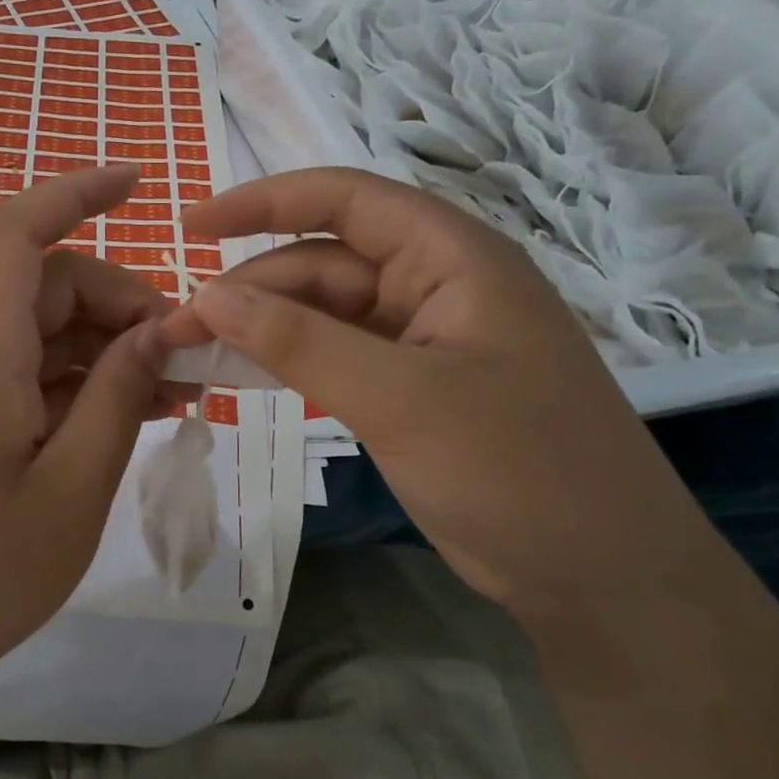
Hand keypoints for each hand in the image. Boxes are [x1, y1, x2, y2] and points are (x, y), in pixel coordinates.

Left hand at [0, 165, 187, 723]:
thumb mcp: (72, 491)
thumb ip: (119, 399)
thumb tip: (157, 332)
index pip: (16, 235)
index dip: (74, 194)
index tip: (138, 182)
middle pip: (43, 287)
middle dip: (120, 303)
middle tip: (186, 359)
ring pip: (37, 333)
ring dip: (105, 348)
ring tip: (174, 394)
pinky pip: (21, 375)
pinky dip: (75, 383)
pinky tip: (126, 416)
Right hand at [159, 167, 724, 617]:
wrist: (602, 579)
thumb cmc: (517, 472)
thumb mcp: (401, 399)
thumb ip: (300, 342)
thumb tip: (207, 295)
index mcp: (452, 258)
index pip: (344, 200)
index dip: (263, 201)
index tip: (191, 225)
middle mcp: (436, 285)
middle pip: (322, 263)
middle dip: (248, 288)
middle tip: (175, 331)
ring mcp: (423, 340)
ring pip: (323, 313)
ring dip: (261, 328)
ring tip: (194, 353)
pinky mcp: (411, 387)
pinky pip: (335, 356)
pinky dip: (288, 362)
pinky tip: (244, 377)